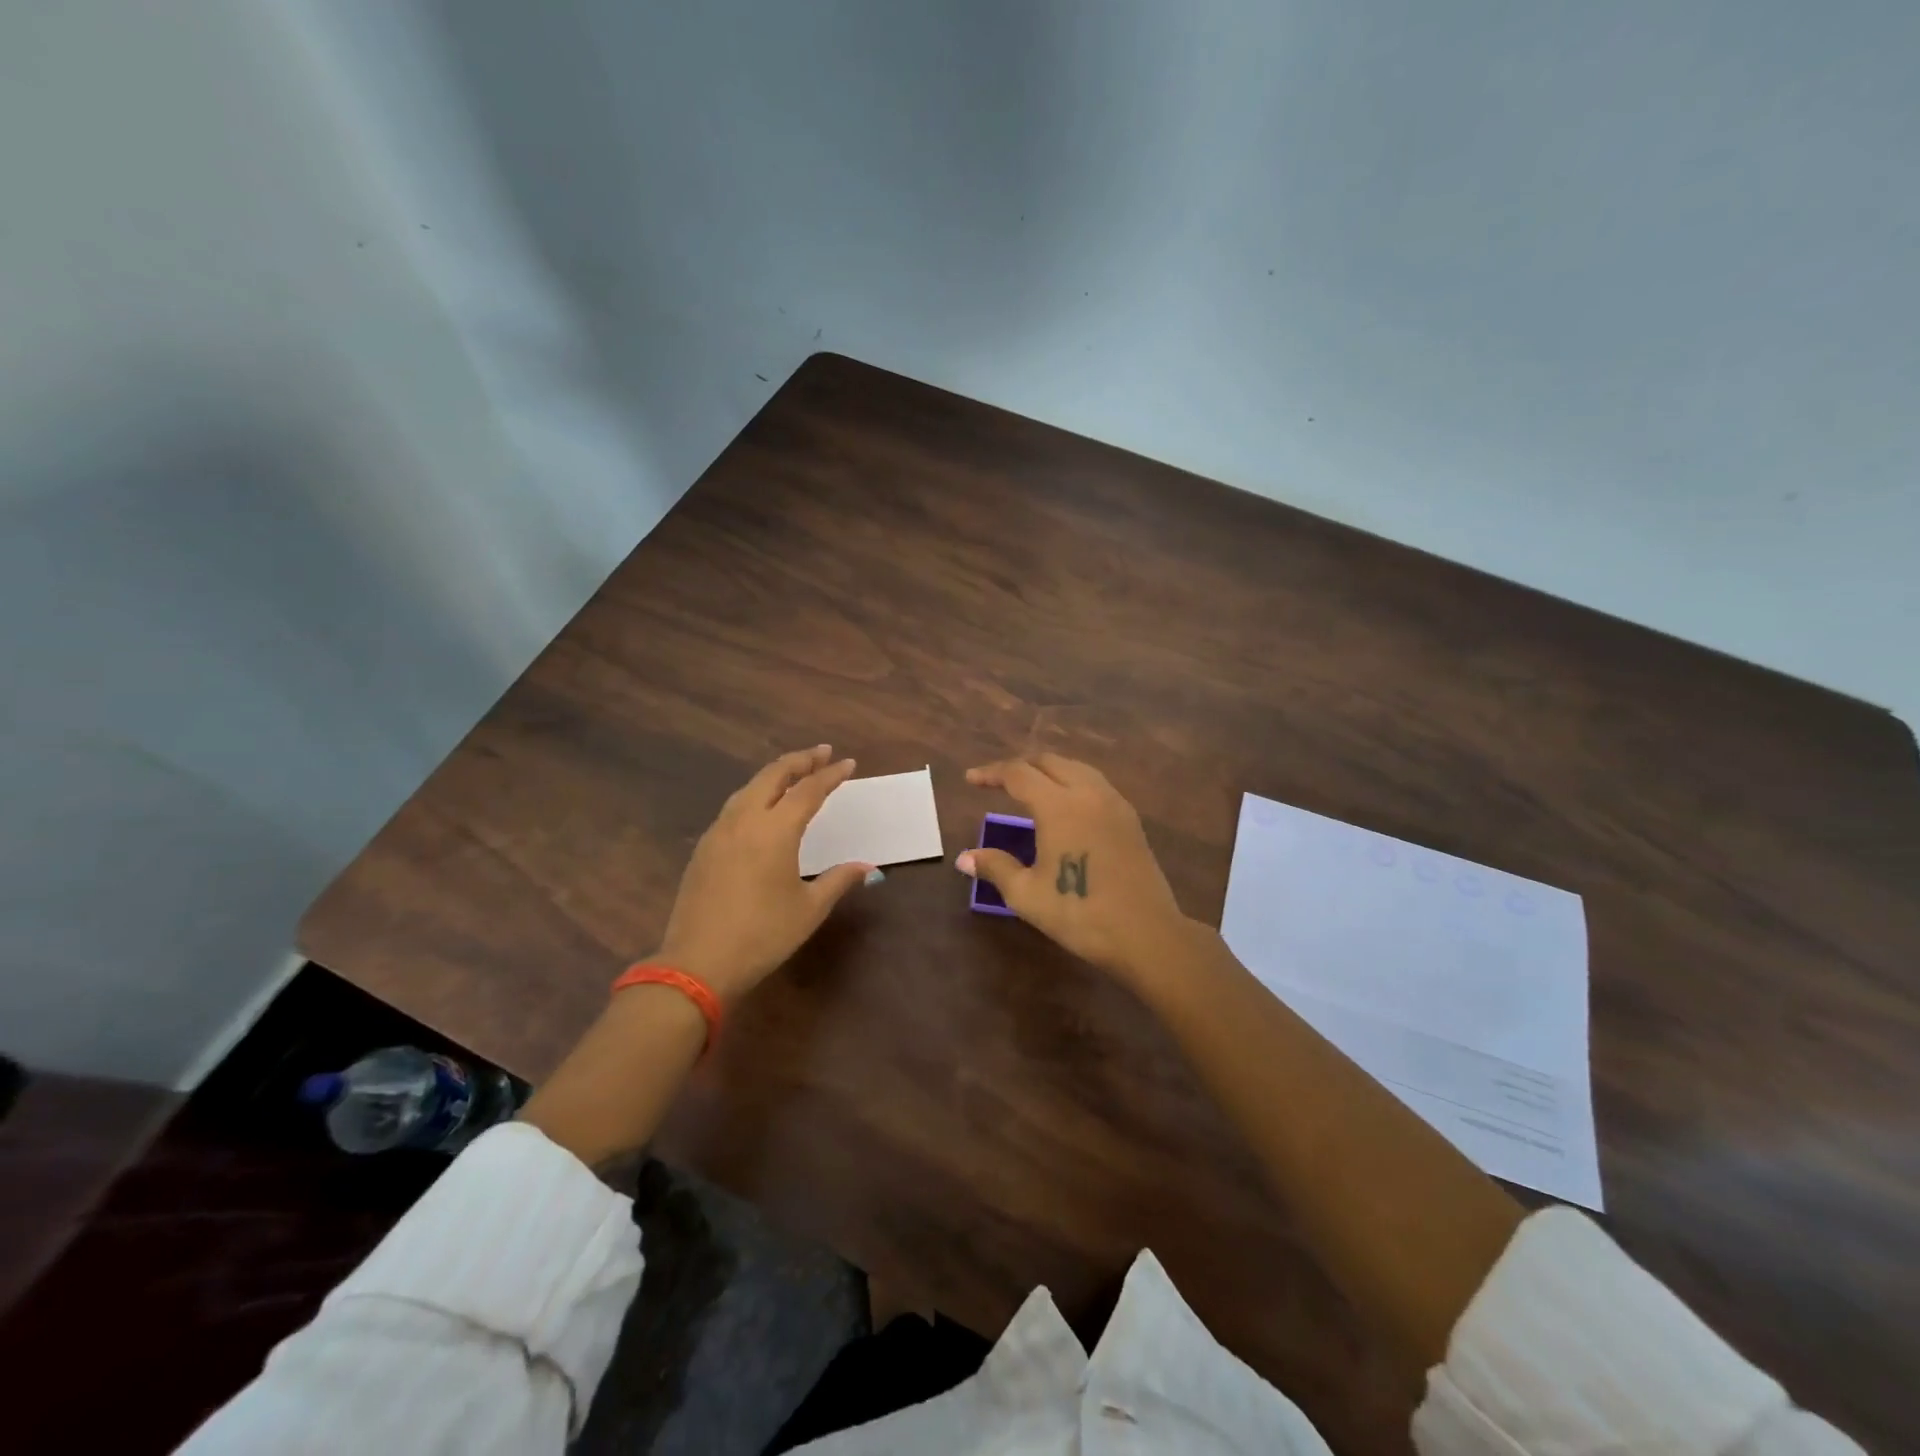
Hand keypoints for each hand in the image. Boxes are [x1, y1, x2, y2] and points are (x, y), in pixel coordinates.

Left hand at [655, 745, 876, 1003]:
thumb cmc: (763, 935)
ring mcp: (720, 831)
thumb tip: (867, 867)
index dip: (830, 775)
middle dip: (800, 760)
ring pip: (749, 787)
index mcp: (776, 830)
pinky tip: (761, 805)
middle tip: (822, 753)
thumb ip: (838, 880)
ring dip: (775, 774)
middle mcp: (746, 820)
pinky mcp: (705, 847)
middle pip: (774, 775)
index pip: (808, 790)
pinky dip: (755, 794)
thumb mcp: (809, 909)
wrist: (699, 963)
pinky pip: (734, 806)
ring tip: (795, 772)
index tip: (848, 763)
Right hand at [958, 753, 1190, 981]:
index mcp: (1059, 806)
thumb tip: (964, 858)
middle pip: (1050, 761)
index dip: (992, 773)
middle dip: (1020, 765)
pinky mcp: (1130, 819)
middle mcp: (1088, 793)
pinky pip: (1095, 784)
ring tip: (1030, 786)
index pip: (1019, 774)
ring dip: (1048, 769)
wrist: (1146, 934)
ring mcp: (1114, 803)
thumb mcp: (1027, 894)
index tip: (971, 779)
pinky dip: (1072, 781)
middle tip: (997, 780)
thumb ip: (996, 868)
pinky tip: (1066, 804)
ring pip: (1076, 768)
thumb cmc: (1080, 913)